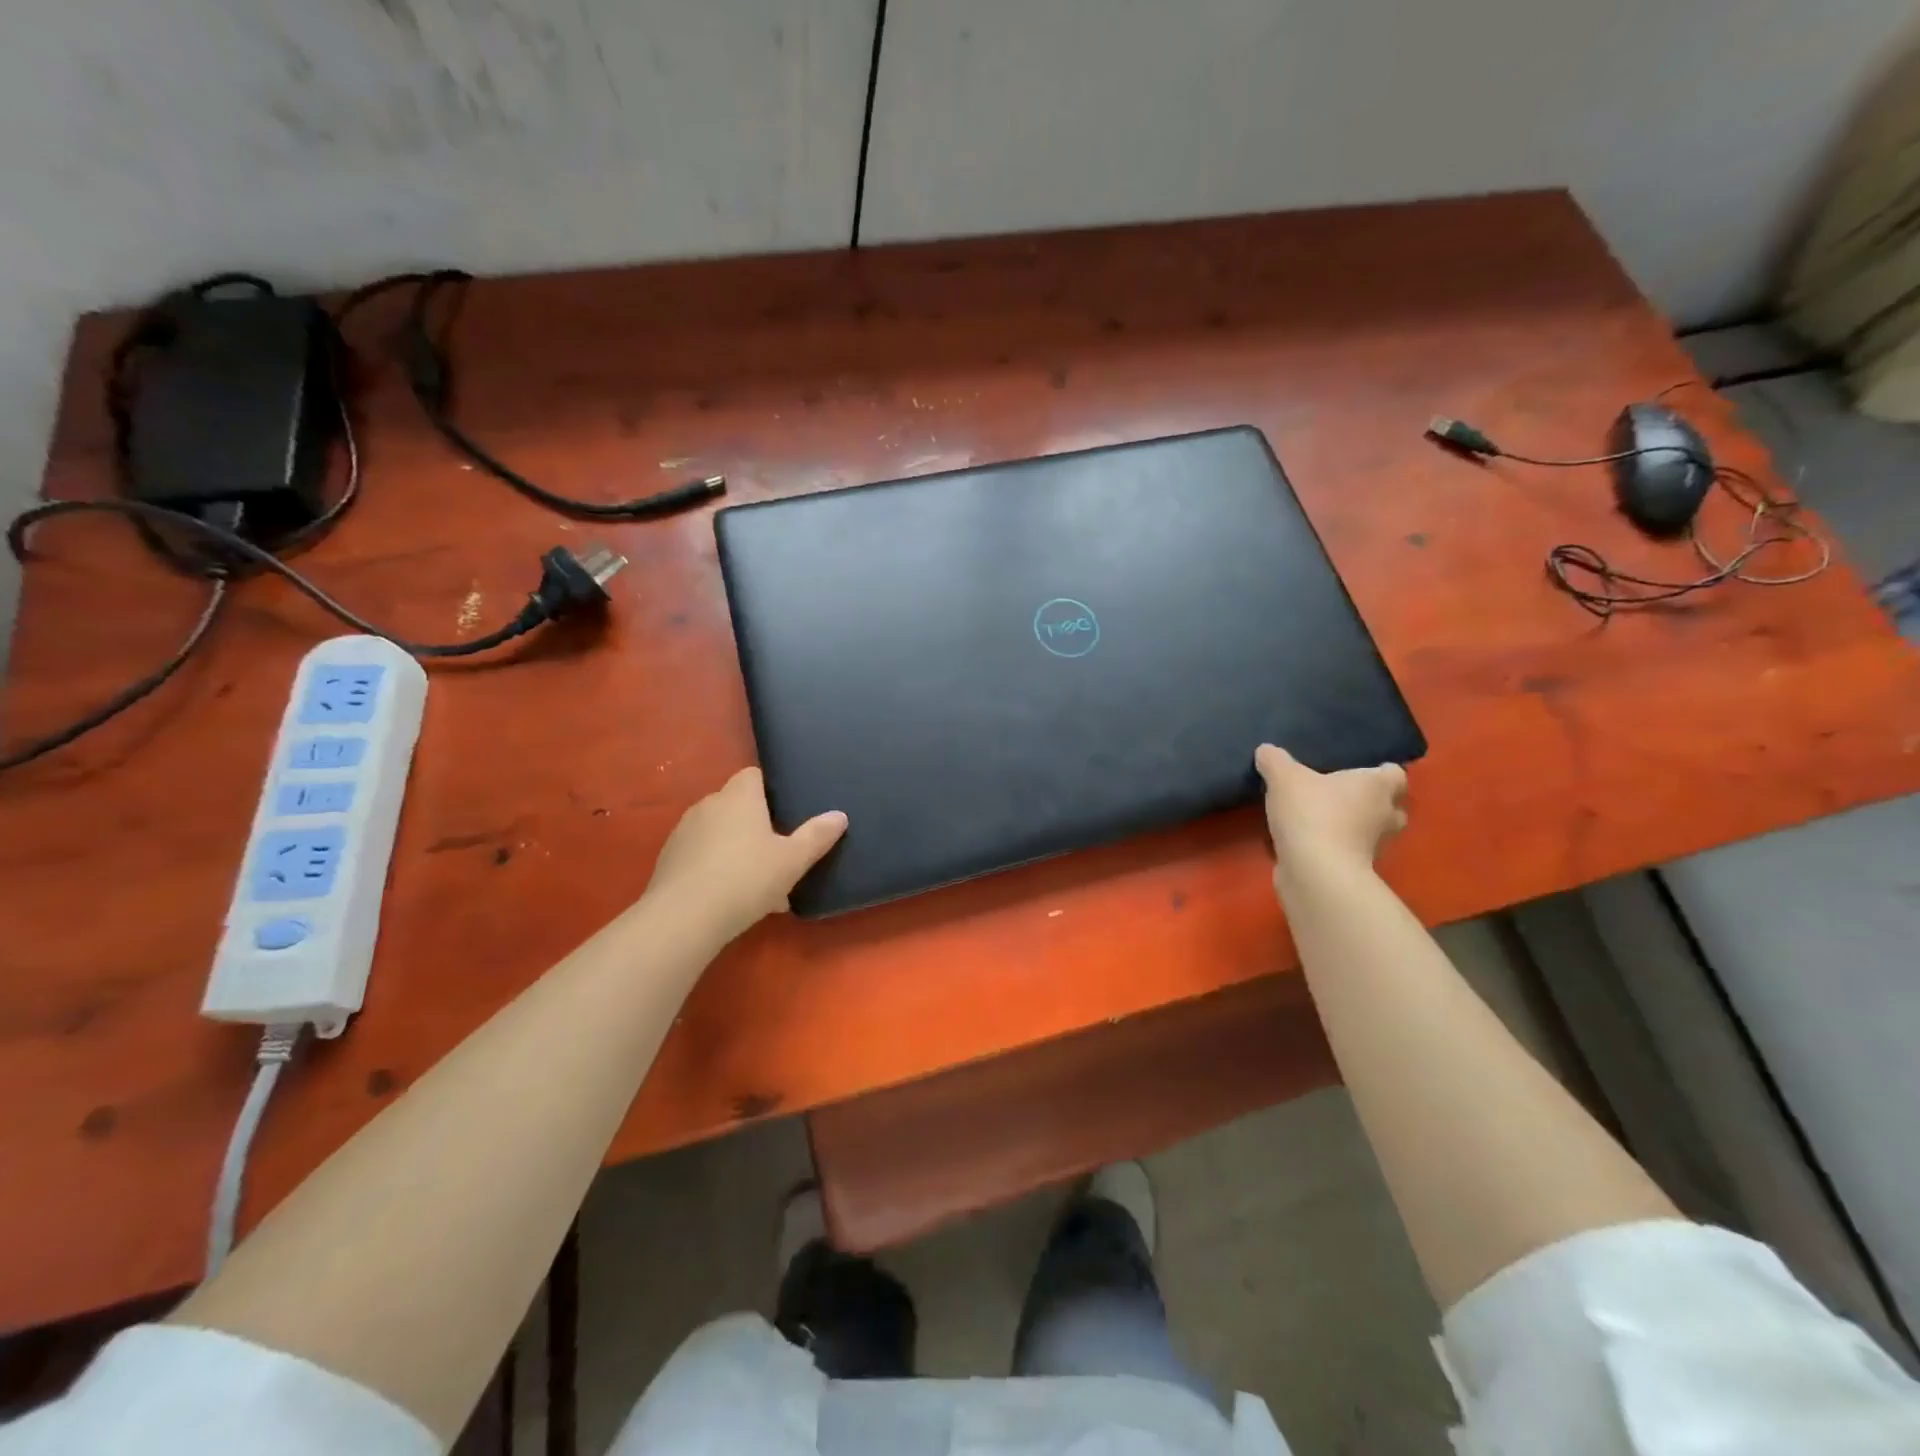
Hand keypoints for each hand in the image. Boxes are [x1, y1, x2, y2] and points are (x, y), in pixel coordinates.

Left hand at [643, 768, 847, 940]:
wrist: (684, 917)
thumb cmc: (746, 878)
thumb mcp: (792, 860)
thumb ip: (817, 836)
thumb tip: (840, 815)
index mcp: (739, 797)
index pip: (753, 775)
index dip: (770, 789)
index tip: (786, 811)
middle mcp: (708, 805)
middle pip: (735, 804)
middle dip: (754, 822)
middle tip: (777, 850)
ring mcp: (684, 832)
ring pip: (717, 832)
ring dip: (734, 847)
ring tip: (756, 879)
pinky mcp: (669, 859)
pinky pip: (700, 855)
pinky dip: (715, 867)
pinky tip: (730, 896)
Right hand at [1254, 744, 1406, 877]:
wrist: (1315, 872)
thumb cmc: (1312, 813)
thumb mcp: (1283, 777)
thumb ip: (1275, 760)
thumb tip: (1266, 751)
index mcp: (1378, 786)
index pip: (1395, 773)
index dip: (1380, 770)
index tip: (1359, 769)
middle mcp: (1386, 815)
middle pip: (1391, 805)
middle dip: (1371, 801)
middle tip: (1342, 794)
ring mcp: (1375, 847)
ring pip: (1371, 831)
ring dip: (1354, 826)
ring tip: (1324, 819)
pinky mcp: (1357, 871)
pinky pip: (1351, 852)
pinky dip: (1337, 848)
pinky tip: (1311, 842)